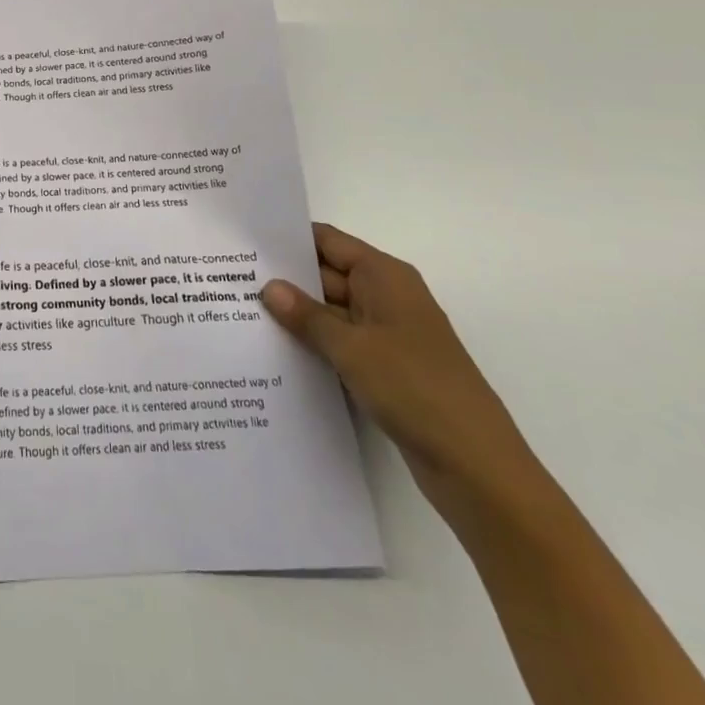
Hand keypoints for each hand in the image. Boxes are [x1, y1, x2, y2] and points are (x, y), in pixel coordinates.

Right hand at [262, 224, 538, 515]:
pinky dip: (313, 344)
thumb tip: (269, 286)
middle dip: (284, 280)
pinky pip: (340, 343)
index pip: (327, 241)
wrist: (476, 466)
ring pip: (330, 312)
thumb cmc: (415, 388)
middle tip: (228, 281)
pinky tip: (275, 352)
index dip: (287, 238)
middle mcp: (386, 296)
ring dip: (296, 316)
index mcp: (384, 276)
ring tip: (240, 313)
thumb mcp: (352, 348)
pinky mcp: (385, 368)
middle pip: (326, 275)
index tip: (243, 241)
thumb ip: (307, 316)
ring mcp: (387, 334)